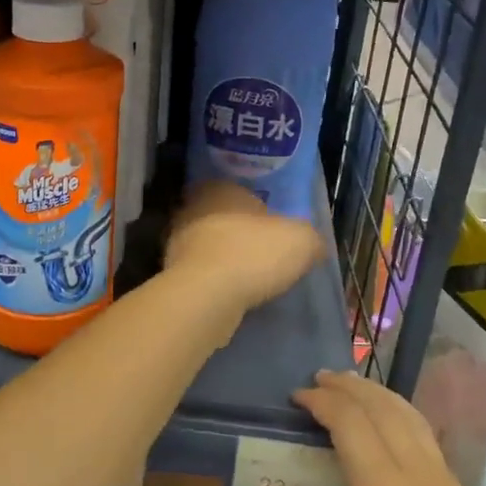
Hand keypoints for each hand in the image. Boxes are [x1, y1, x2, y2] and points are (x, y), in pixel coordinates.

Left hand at [163, 182, 323, 311]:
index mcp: (220, 189)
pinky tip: (234, 296)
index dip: (261, 211)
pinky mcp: (172, 274)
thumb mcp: (301, 240)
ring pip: (209, 246)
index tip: (276, 231)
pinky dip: (216, 282)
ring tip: (252, 280)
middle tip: (265, 255)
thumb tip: (314, 246)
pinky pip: (201, 273)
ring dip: (227, 260)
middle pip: (223, 219)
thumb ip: (310, 238)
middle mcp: (192, 209)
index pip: (240, 192)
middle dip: (241, 235)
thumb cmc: (253, 254)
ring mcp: (177, 242)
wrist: (206, 297)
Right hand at [252, 371, 485, 485]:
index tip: (296, 397)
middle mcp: (419, 475)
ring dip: (380, 397)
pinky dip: (404, 420)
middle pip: (384, 408)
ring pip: (414, 419)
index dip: (321, 401)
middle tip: (320, 381)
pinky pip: (431, 442)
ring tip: (354, 390)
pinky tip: (392, 431)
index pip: (350, 421)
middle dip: (350, 387)